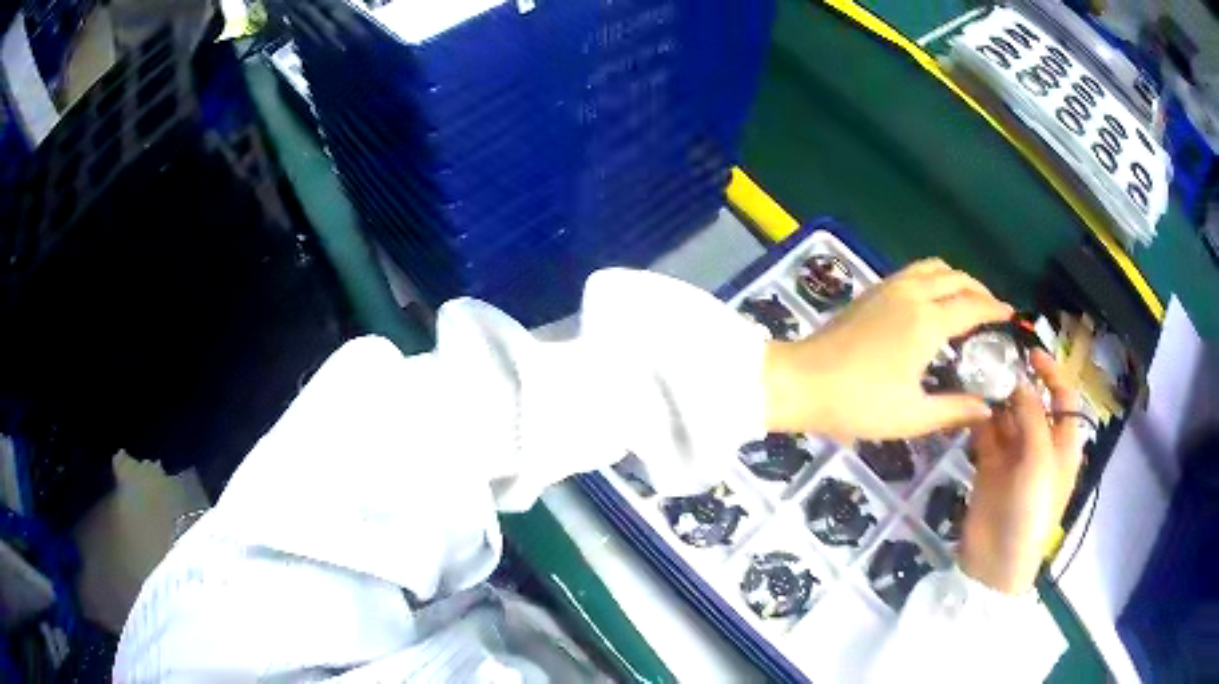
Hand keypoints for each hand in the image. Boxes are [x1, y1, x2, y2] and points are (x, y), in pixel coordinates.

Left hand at [763, 258, 1012, 440]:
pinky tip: (932, 300)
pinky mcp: (871, 291)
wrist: (800, 382)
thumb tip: (986, 408)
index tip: (1012, 314)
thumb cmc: (858, 403)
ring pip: (932, 268)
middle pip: (955, 278)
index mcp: (927, 322)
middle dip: (979, 289)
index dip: (995, 309)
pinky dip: (933, 277)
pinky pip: (913, 272)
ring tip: (966, 300)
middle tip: (992, 309)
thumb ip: (953, 410)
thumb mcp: (911, 416)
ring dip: (955, 278)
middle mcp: (912, 294)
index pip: (972, 306)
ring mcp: (889, 287)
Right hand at [959, 350, 1084, 593]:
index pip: (1063, 397)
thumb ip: (1031, 417)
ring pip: (1007, 416)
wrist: (997, 562)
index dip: (1052, 373)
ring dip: (996, 399)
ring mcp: (1014, 456)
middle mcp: (1041, 445)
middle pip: (1033, 403)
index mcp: (1063, 443)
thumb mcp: (1040, 461)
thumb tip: (1019, 381)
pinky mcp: (989, 467)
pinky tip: (967, 405)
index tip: (1030, 353)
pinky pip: (986, 434)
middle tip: (994, 363)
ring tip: (977, 378)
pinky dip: (979, 419)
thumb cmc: (1032, 512)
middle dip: (1018, 384)